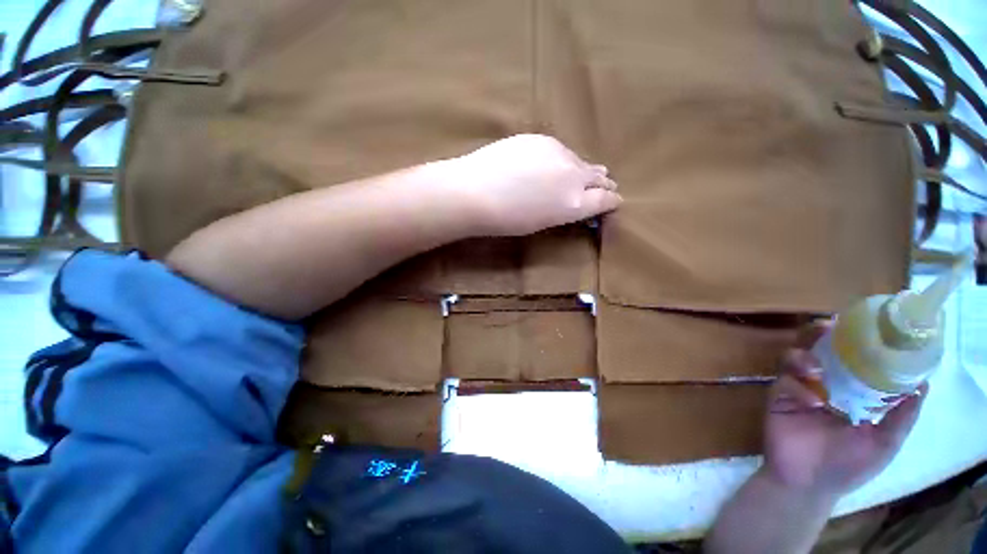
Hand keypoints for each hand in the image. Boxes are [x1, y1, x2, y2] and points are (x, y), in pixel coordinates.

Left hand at [445, 134, 621, 235]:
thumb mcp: (541, 223)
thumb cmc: (505, 220)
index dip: (612, 201)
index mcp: (573, 204)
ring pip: (580, 161)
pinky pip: (560, 150)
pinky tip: (555, 163)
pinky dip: (563, 159)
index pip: (604, 200)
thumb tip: (575, 201)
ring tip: (587, 173)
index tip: (615, 200)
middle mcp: (573, 175)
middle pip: (598, 177)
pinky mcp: (541, 139)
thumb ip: (563, 210)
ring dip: (584, 169)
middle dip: (604, 183)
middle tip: (607, 186)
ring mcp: (558, 152)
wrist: (474, 191)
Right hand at [764, 321, 927, 499]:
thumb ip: (902, 417)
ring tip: (813, 366)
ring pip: (796, 356)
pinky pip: (785, 379)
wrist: (807, 483)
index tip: (866, 325)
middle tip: (828, 326)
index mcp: (852, 391)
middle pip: (820, 348)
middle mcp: (826, 383)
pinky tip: (809, 399)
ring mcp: (800, 387)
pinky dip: (796, 383)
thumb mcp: (884, 443)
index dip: (858, 339)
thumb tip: (924, 384)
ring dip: (803, 353)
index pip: (855, 357)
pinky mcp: (779, 395)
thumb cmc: (848, 466)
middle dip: (821, 333)